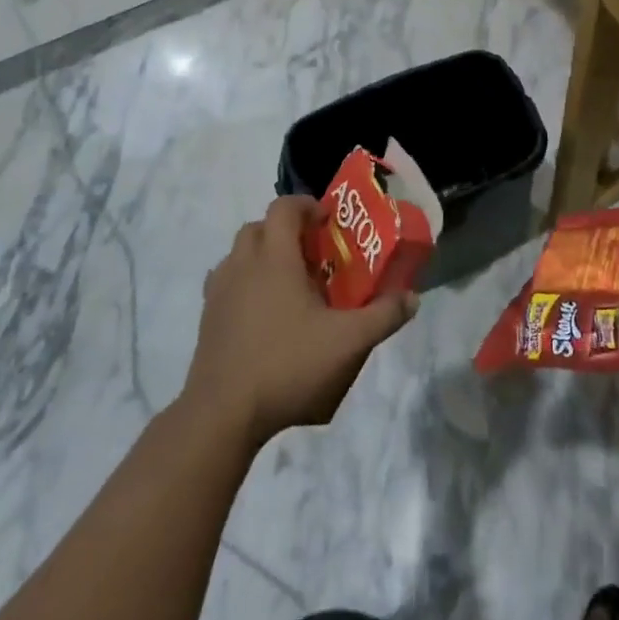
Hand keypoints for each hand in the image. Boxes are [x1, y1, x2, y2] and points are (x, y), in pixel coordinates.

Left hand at [181, 196, 418, 450]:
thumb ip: (383, 316)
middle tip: (313, 254)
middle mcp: (242, 264)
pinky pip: (226, 282)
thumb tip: (411, 297)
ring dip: (263, 255)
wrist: (223, 413)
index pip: (284, 207)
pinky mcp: (207, 317)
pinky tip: (264, 313)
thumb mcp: (348, 342)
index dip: (307, 206)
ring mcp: (219, 291)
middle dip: (285, 230)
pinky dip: (245, 283)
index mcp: (274, 258)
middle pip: (259, 226)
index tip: (328, 223)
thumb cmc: (288, 365)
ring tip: (289, 284)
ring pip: (239, 253)